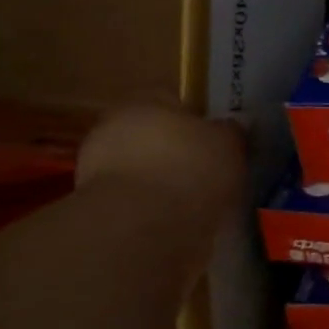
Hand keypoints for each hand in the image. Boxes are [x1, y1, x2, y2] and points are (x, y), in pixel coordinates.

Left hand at [75, 106, 246, 227]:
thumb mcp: (229, 141)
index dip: (198, 117)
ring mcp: (98, 172)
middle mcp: (112, 130)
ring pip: (144, 169)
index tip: (218, 136)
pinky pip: (138, 201)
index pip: (171, 99)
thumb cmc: (190, 167)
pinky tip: (183, 218)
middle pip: (154, 135)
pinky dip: (157, 208)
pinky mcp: (98, 210)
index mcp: (141, 102)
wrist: (144, 228)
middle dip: (179, 150)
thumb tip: (230, 128)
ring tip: (201, 197)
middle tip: (211, 166)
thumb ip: (230, 131)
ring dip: (167, 181)